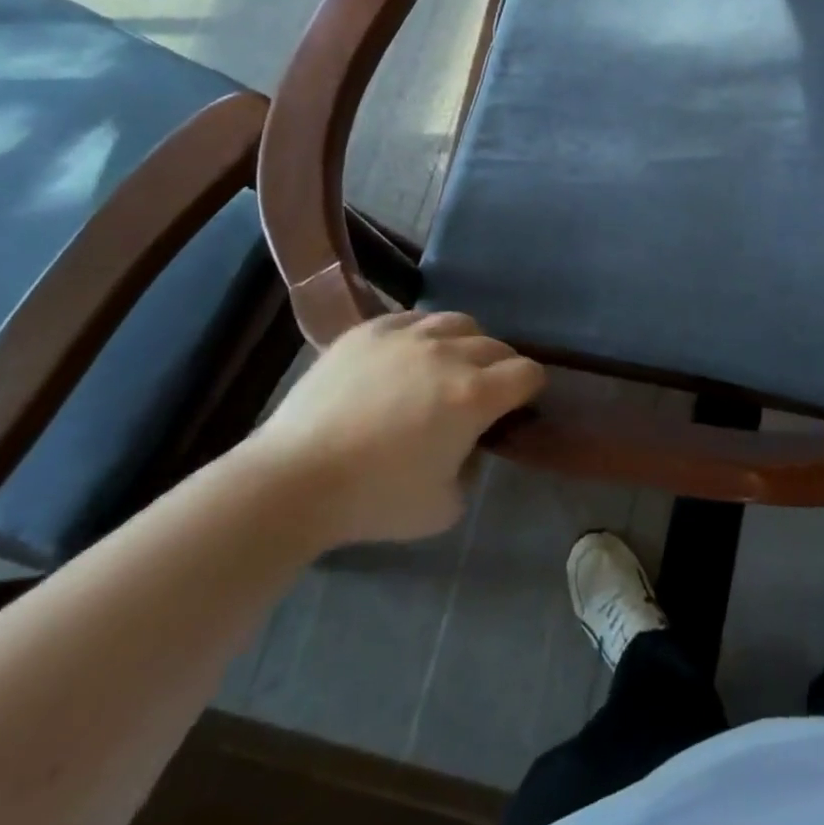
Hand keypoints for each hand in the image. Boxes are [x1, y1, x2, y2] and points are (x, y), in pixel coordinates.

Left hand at [244, 312, 545, 545]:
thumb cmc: (375, 499)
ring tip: (447, 365)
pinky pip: (412, 318)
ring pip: (458, 322)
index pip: (527, 373)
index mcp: (475, 395)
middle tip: (483, 392)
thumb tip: (468, 444)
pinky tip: (407, 355)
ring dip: (465, 343)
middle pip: (497, 345)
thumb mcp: (445, 506)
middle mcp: (449, 353)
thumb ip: (472, 469)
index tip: (518, 404)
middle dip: (500, 367)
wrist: (294, 480)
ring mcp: (407, 335)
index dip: (529, 389)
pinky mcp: (370, 330)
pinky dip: (422, 334)